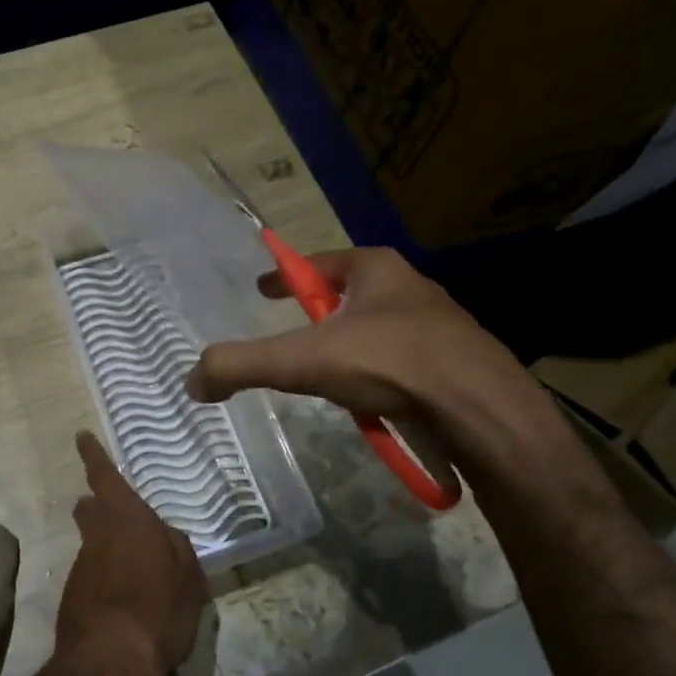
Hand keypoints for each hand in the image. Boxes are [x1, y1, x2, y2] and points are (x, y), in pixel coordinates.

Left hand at [50, 432, 209, 675]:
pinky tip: (125, 603)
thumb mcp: (189, 579)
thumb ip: (177, 548)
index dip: (93, 455)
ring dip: (108, 549)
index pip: (105, 478)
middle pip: (91, 510)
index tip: (81, 436)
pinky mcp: (73, 595)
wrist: (107, 666)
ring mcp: (82, 566)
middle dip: (98, 506)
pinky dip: (106, 579)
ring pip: (93, 544)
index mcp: (128, 521)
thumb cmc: (157, 612)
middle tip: (119, 516)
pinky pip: (93, 574)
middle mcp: (99, 536)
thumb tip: (164, 534)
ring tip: (136, 575)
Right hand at [185, 247, 557, 471]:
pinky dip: (379, 377)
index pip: (317, 264)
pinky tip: (372, 403)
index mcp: (375, 269)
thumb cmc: (390, 363)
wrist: (484, 410)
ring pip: (377, 331)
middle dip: (321, 315)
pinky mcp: (457, 365)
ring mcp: (439, 327)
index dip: (285, 276)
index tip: (264, 289)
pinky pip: (402, 363)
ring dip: (351, 348)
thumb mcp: (302, 361)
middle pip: (348, 296)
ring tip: (331, 377)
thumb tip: (192, 382)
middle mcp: (410, 289)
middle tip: (296, 337)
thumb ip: (242, 366)